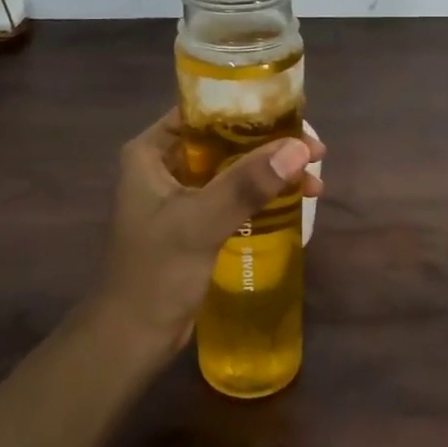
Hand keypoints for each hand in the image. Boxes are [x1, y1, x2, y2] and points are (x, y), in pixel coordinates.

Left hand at [97, 109, 324, 352]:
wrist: (132, 337)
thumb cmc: (155, 273)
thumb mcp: (200, 222)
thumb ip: (246, 184)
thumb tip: (299, 150)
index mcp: (151, 152)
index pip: (202, 112)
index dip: (248, 109)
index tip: (293, 115)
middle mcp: (164, 165)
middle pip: (224, 140)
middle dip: (269, 144)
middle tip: (314, 151)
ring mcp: (180, 195)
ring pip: (234, 169)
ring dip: (271, 172)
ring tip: (314, 181)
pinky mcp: (196, 222)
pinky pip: (234, 195)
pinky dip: (262, 195)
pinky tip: (294, 200)